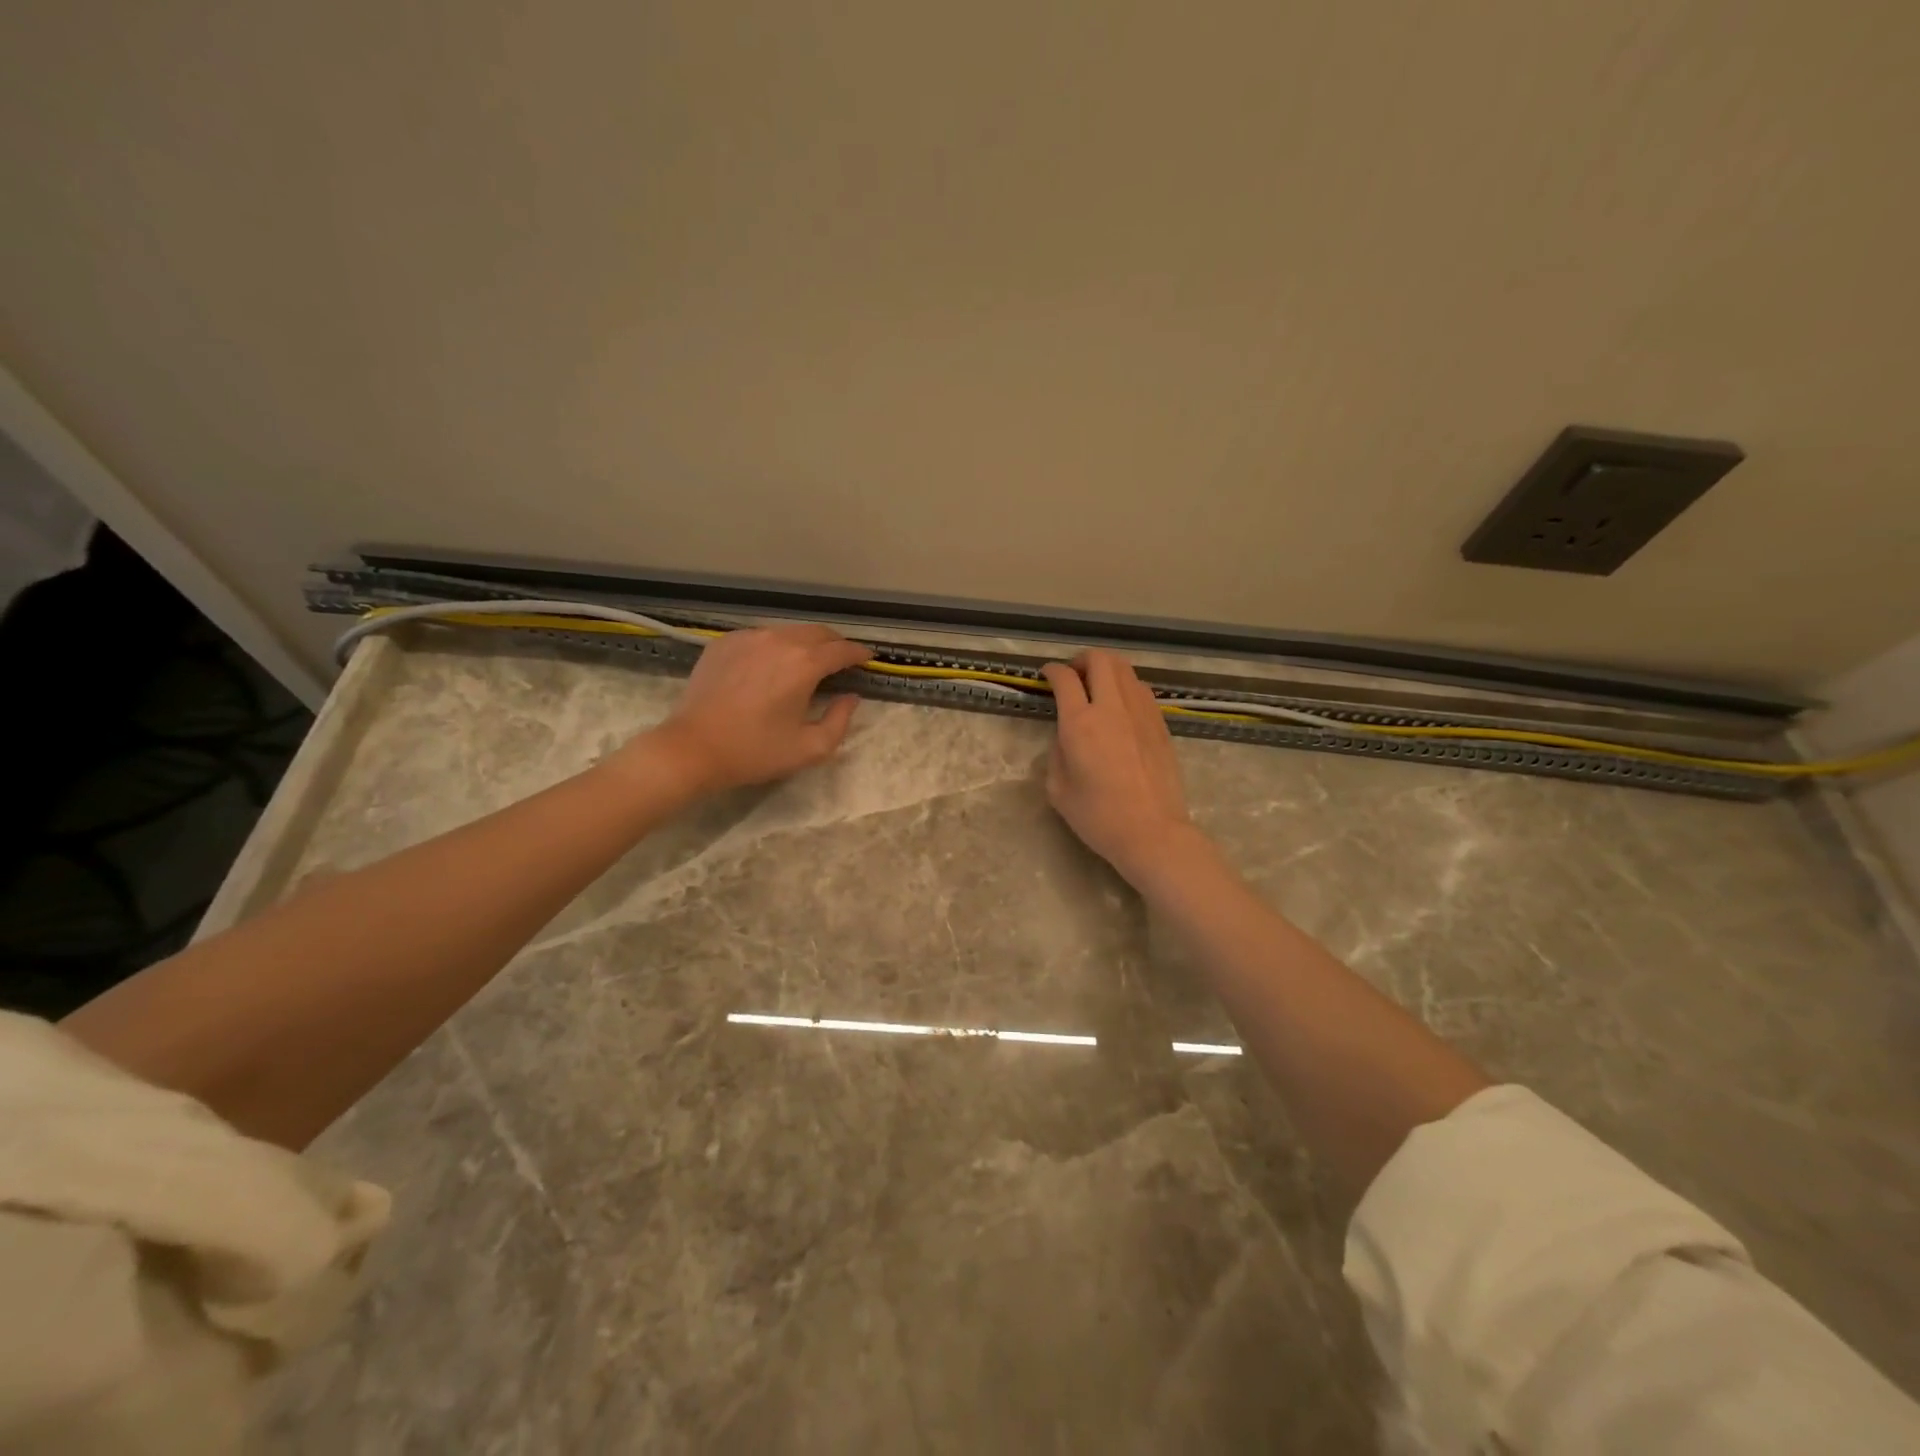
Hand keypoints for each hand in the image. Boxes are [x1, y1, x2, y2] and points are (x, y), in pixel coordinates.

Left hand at [639, 624, 871, 793]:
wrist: (693, 747)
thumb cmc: (755, 751)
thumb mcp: (809, 748)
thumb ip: (840, 721)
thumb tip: (851, 698)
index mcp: (804, 664)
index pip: (842, 650)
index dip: (859, 654)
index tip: (868, 659)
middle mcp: (779, 640)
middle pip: (817, 633)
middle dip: (835, 644)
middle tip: (841, 660)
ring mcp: (748, 637)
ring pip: (788, 631)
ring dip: (805, 643)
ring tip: (807, 662)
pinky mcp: (724, 642)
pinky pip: (760, 637)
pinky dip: (774, 646)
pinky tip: (770, 666)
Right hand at [1041, 650, 1197, 884]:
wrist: (1152, 832)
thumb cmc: (1099, 817)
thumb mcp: (1058, 790)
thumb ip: (1057, 753)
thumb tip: (1066, 736)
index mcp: (1080, 724)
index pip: (1065, 679)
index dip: (1052, 671)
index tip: (1047, 675)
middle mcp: (1112, 708)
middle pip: (1100, 660)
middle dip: (1082, 659)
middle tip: (1073, 675)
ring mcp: (1141, 713)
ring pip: (1125, 669)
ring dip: (1107, 669)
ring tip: (1097, 686)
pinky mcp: (1160, 724)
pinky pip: (1141, 690)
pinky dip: (1126, 687)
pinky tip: (1120, 706)